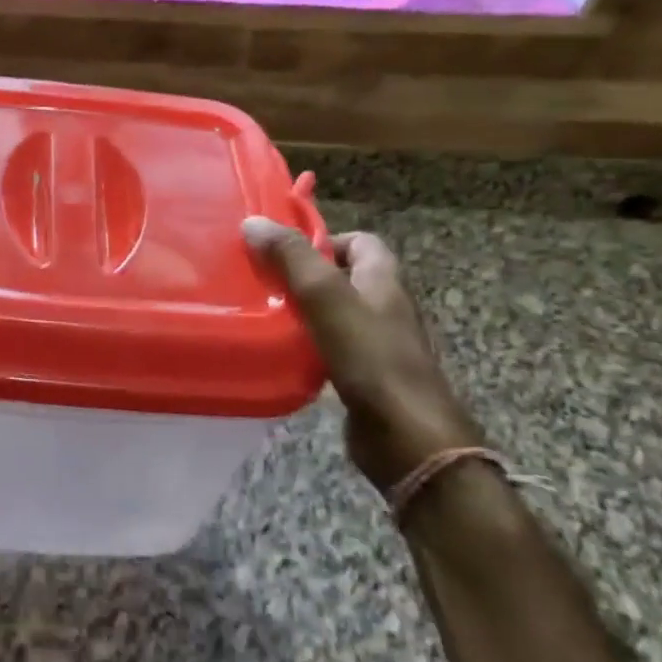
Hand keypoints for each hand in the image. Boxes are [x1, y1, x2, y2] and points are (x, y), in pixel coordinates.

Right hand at [243, 220, 481, 493]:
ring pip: (334, 314)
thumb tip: (253, 221)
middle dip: (304, 274)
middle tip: (262, 278)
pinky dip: (306, 346)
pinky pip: (330, 349)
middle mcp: (384, 307)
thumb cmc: (371, 358)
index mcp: (383, 280)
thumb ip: (292, 258)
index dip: (324, 238)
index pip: (360, 242)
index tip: (282, 250)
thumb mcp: (327, 297)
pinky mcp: (364, 378)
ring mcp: (376, 345)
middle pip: (343, 277)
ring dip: (301, 311)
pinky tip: (279, 352)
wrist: (408, 439)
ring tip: (261, 311)